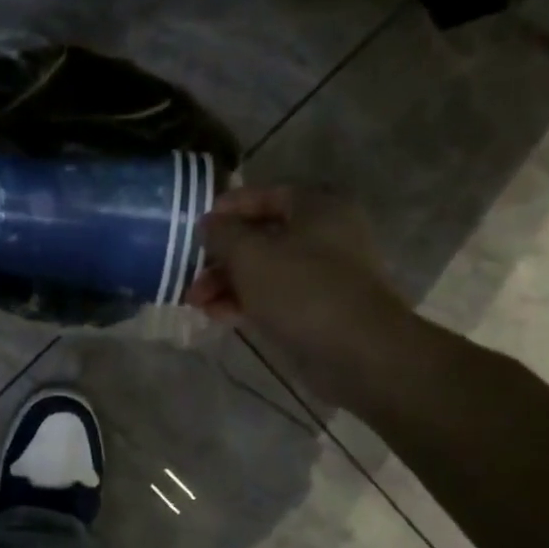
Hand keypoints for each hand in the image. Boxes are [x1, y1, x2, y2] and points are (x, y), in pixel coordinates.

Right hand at [187, 184, 418, 405]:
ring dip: (227, 283)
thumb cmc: (302, 290)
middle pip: (262, 237)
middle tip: (190, 274)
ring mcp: (324, 275)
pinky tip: (217, 315)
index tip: (196, 227)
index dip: (228, 208)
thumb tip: (208, 224)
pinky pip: (275, 297)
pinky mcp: (319, 309)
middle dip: (221, 256)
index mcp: (318, 208)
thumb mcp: (250, 255)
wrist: (358, 352)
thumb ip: (222, 234)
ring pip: (265, 270)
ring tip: (195, 302)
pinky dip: (246, 302)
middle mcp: (325, 235)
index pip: (266, 195)